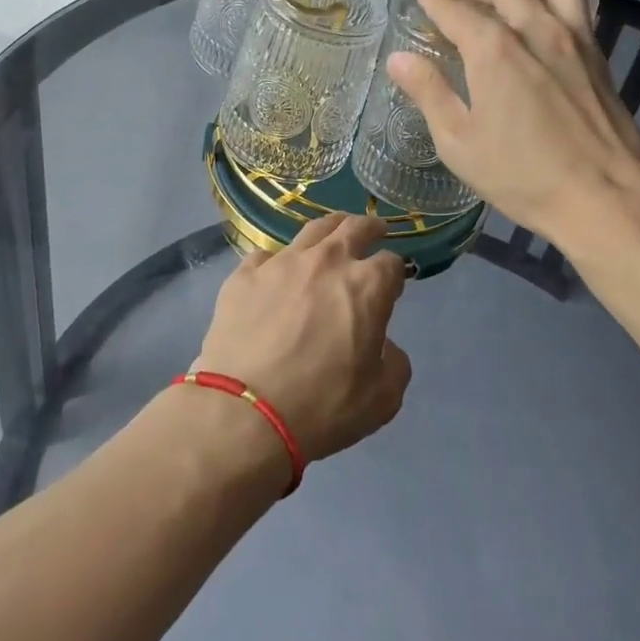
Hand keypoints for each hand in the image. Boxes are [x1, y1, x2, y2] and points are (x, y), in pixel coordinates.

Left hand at [195, 213, 411, 464]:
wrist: (244, 412)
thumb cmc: (321, 406)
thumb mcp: (382, 399)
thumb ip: (394, 363)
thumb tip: (383, 346)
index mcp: (366, 286)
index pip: (392, 262)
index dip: (395, 273)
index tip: (392, 284)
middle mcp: (326, 261)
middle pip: (354, 228)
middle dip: (369, 228)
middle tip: (374, 230)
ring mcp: (281, 263)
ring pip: (312, 229)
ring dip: (330, 228)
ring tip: (333, 232)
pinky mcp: (244, 275)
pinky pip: (265, 256)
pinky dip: (277, 261)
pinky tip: (276, 273)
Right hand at [387, 0, 639, 247]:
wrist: (607, 199)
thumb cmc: (523, 176)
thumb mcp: (459, 143)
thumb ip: (429, 94)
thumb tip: (399, 59)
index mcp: (494, 50)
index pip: (455, 8)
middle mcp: (536, 30)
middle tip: (458, 6)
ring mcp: (574, 39)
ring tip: (509, 2)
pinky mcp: (599, 55)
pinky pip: (581, 2)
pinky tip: (546, 22)